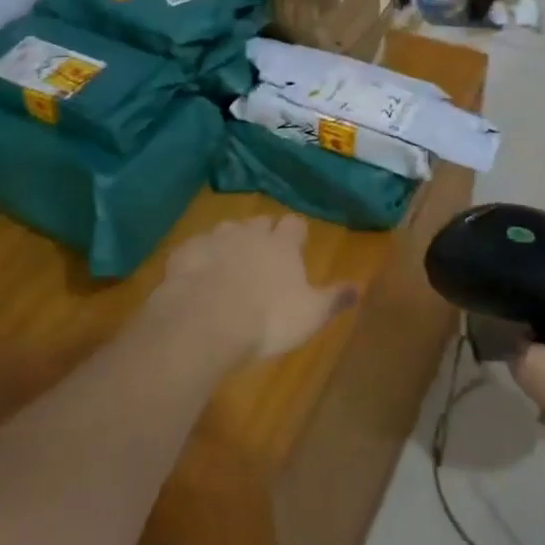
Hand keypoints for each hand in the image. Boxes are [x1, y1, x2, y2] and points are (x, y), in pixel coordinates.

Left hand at [153, 215, 359, 362]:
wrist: (204, 321)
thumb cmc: (266, 319)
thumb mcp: (309, 316)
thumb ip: (333, 299)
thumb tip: (359, 287)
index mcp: (282, 245)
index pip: (295, 225)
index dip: (296, 233)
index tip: (297, 244)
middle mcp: (250, 233)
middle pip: (260, 222)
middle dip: (263, 234)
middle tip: (264, 256)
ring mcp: (215, 239)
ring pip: (227, 230)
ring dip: (230, 242)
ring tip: (230, 264)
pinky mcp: (185, 253)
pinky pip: (195, 248)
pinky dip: (199, 257)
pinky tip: (197, 275)